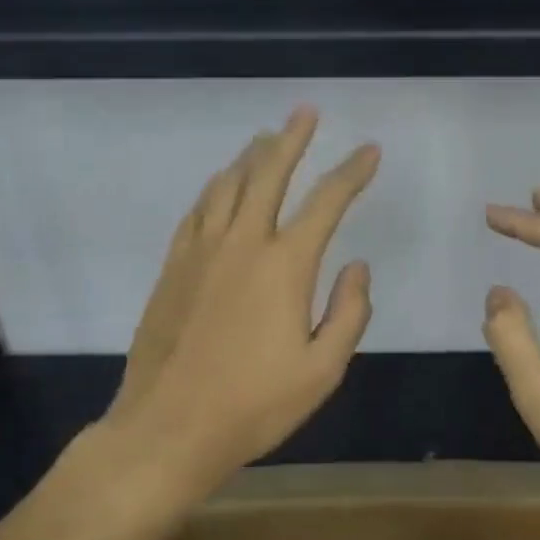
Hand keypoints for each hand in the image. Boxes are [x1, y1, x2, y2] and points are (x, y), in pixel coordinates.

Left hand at [105, 107, 378, 489]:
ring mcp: (201, 251)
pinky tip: (220, 185)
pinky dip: (214, 189)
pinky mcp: (173, 266)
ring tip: (265, 139)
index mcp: (285, 265)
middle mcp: (242, 243)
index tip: (369, 150)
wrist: (169, 427)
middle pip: (268, 174)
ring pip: (227, 185)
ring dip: (250, 156)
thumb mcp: (323, 370)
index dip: (352, 172)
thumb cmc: (254, 404)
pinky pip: (197, 211)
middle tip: (305, 112)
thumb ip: (349, 312)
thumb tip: (358, 267)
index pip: (327, 202)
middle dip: (292, 138)